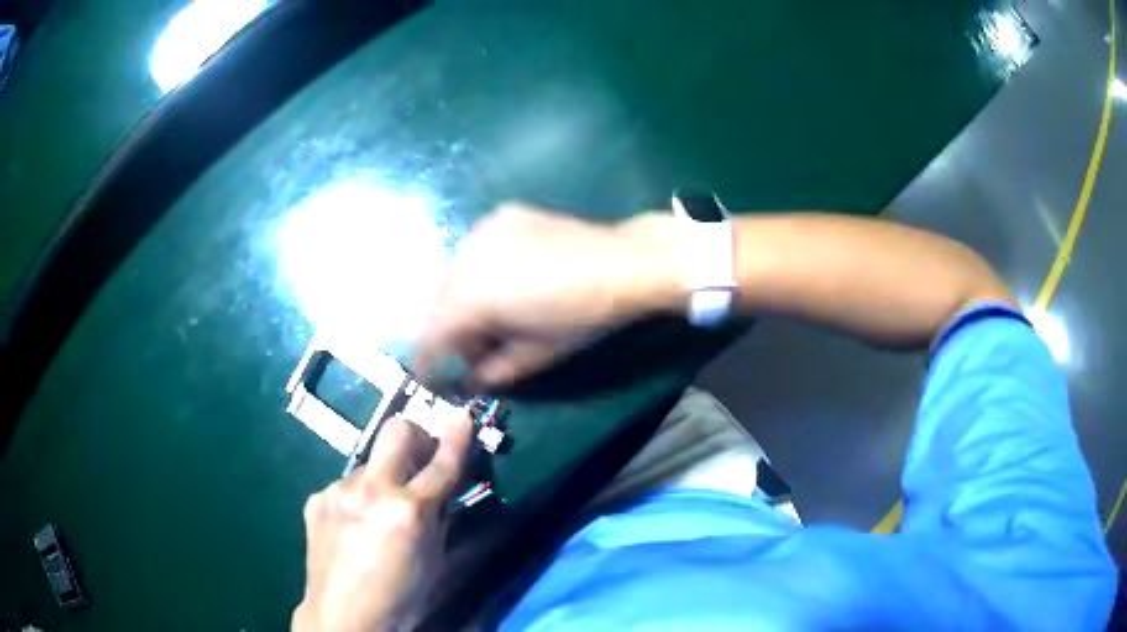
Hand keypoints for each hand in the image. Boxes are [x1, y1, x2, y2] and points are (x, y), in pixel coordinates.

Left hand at [292, 415, 473, 631]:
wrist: (344, 617)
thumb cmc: (401, 598)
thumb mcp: (436, 563)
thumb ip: (441, 520)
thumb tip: (444, 491)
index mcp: (409, 511)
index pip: (442, 464)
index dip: (457, 437)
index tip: (464, 416)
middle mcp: (371, 490)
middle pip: (396, 431)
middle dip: (415, 436)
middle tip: (418, 459)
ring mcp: (338, 490)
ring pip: (368, 462)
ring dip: (382, 478)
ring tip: (378, 514)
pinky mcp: (316, 498)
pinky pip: (345, 486)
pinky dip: (357, 498)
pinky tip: (353, 526)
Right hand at [414, 204, 683, 389]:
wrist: (623, 263)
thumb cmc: (581, 317)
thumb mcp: (535, 354)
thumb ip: (493, 370)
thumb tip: (470, 380)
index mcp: (469, 295)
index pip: (432, 334)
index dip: (427, 360)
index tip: (428, 377)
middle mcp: (465, 256)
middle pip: (439, 302)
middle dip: (448, 330)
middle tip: (472, 348)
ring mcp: (482, 230)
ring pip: (454, 274)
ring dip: (461, 299)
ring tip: (492, 315)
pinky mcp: (500, 216)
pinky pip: (474, 250)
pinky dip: (479, 271)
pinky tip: (507, 280)